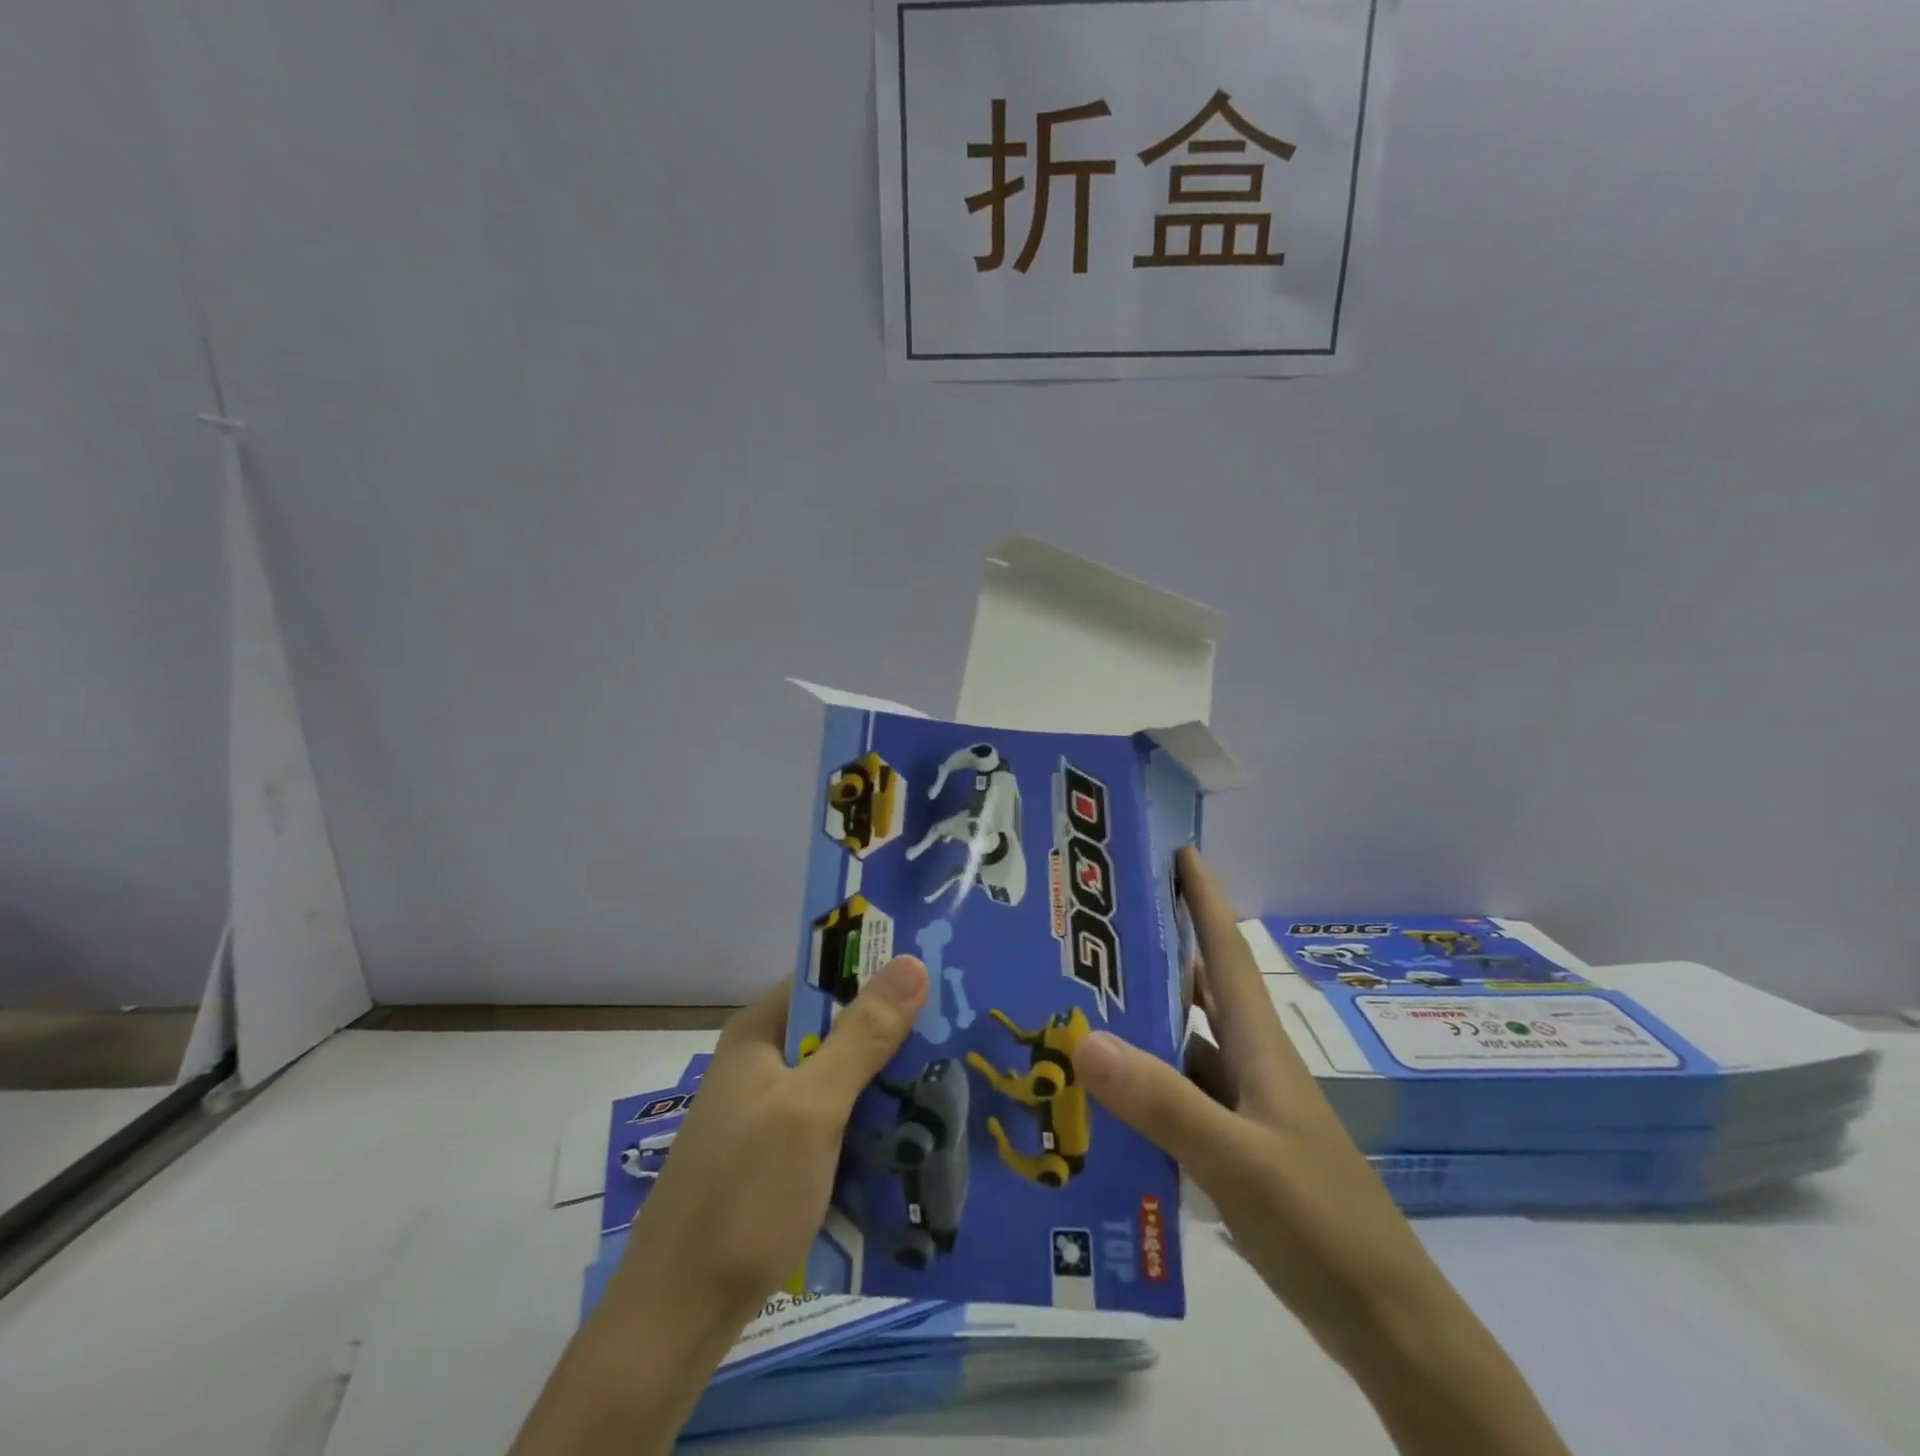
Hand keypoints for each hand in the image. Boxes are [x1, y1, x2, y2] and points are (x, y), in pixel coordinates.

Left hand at [613, 956, 930, 1322]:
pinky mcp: (777, 1152)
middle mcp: (762, 1060)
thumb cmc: (745, 1196)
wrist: (678, 1317)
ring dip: (886, 1079)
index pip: (827, 978)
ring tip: (948, 1080)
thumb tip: (912, 961)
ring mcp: (768, 1109)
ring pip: (841, 1076)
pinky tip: (911, 1132)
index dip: (880, 972)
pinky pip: (834, 1117)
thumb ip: (863, 1036)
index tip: (940, 978)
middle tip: (957, 1034)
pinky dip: (868, 1119)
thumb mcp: (812, 1108)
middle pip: (839, 1027)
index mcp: (760, 1032)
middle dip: (893, 1032)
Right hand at [1071, 849, 1568, 1455]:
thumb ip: (1163, 1103)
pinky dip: (1145, 1088)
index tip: (1176, 852)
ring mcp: (1245, 1111)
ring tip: (1078, 1007)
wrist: (1388, 1325)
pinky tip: (1104, 1099)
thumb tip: (1084, 1038)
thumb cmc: (1322, 1226)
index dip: (1205, 899)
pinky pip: (1179, 1099)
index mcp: (1260, 1047)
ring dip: (1141, 1024)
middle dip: (1154, 955)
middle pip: (1198, 991)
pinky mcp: (1237, 1150)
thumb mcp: (1238, 1162)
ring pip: (1184, 1047)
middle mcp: (1251, 1066)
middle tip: (1091, 933)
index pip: (1226, 952)